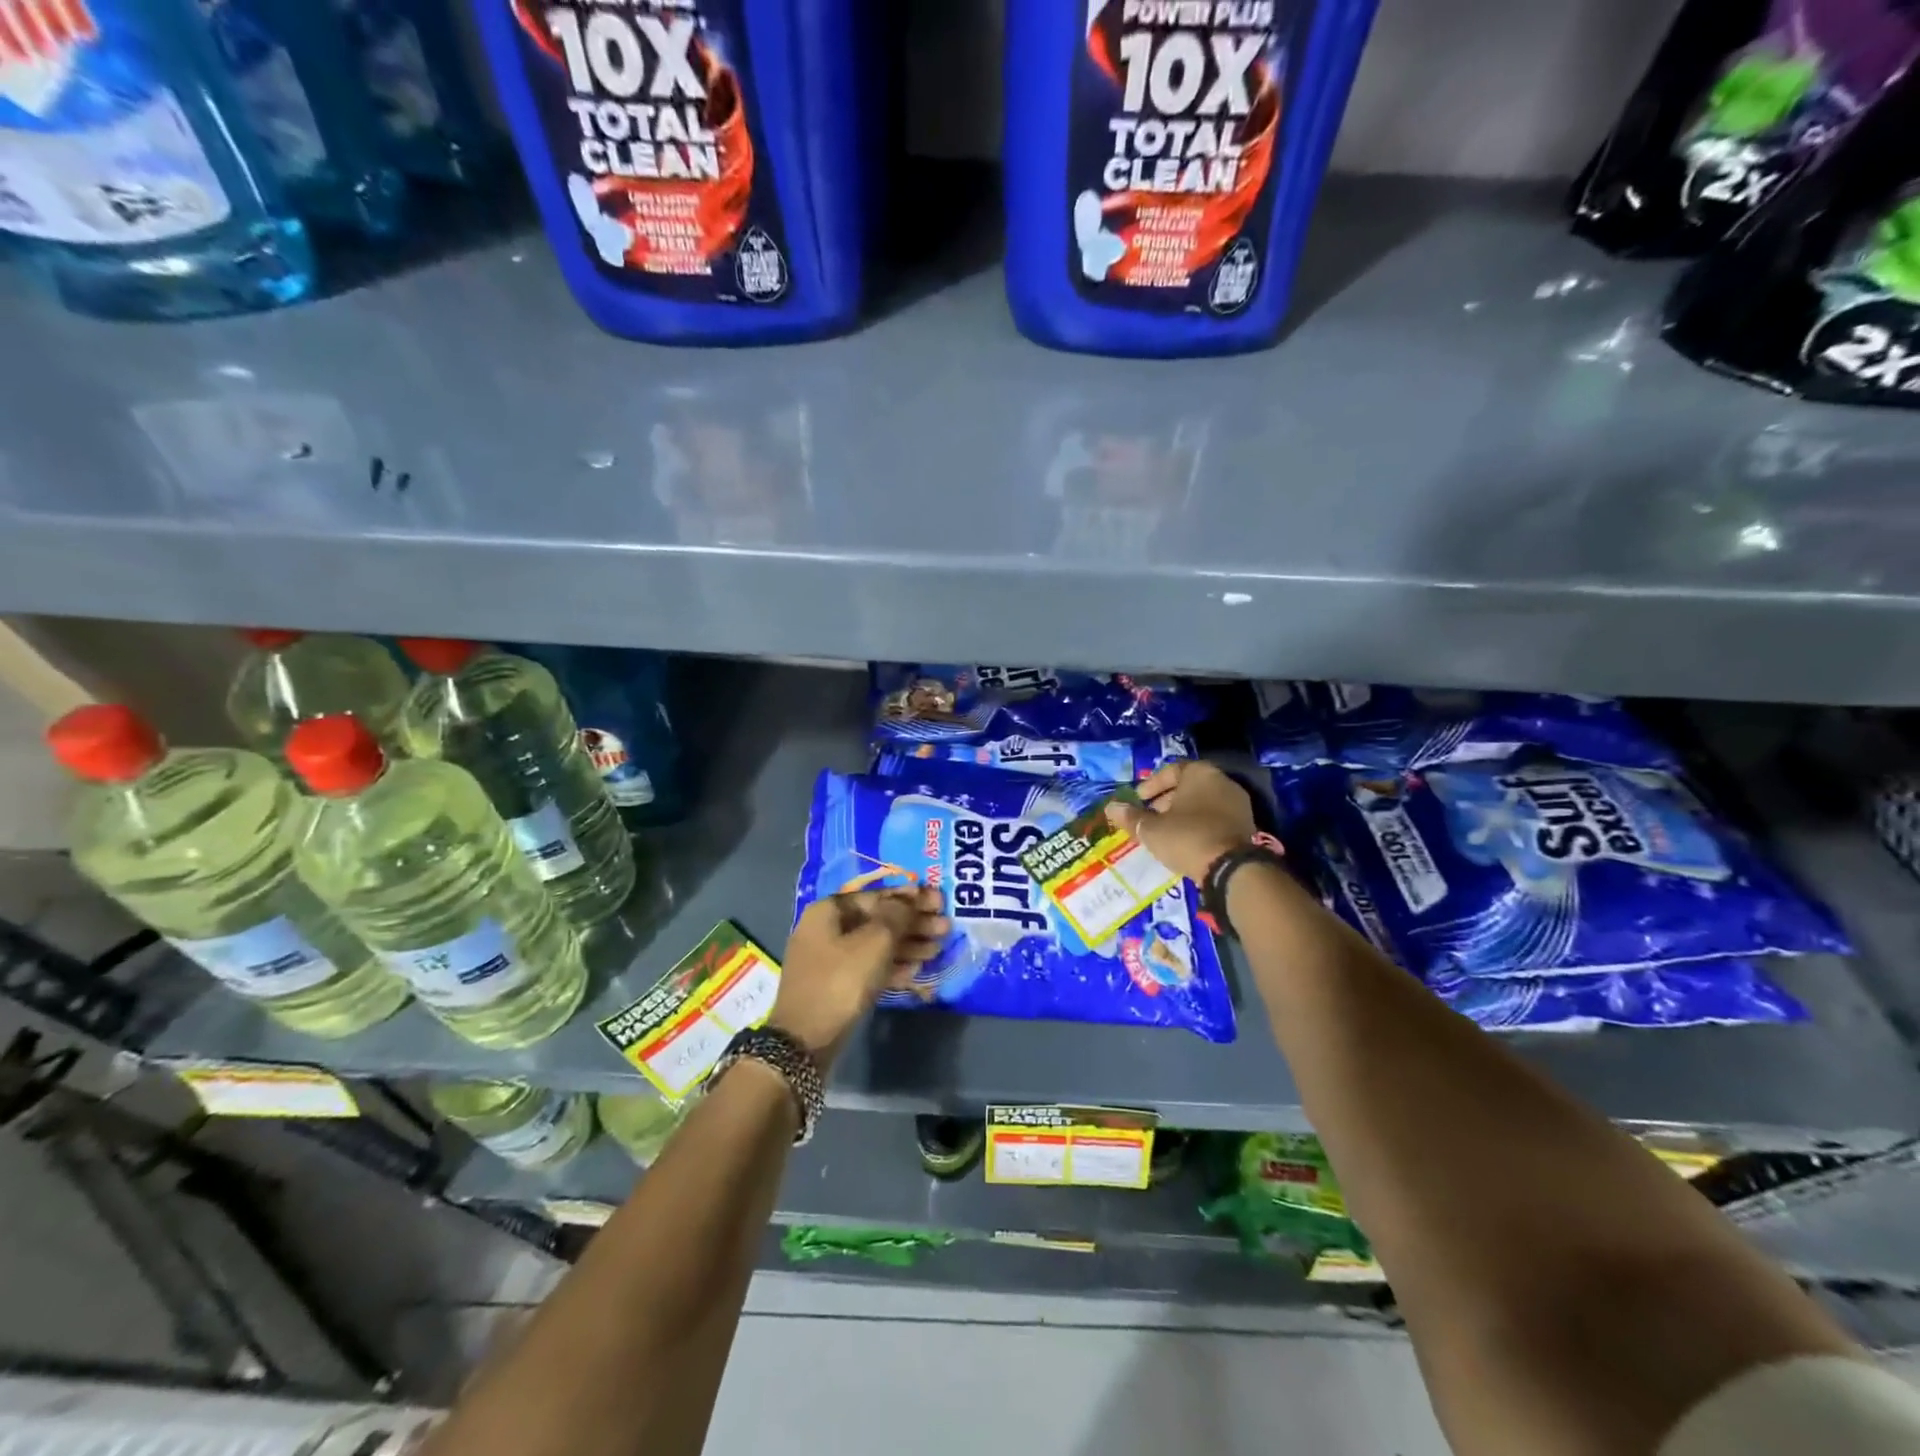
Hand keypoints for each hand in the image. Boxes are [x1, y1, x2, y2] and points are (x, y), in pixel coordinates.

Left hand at [772, 887, 948, 1064]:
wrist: (805, 1041)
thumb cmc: (841, 981)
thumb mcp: (874, 942)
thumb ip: (897, 915)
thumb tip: (909, 899)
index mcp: (830, 911)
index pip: (877, 895)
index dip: (911, 897)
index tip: (939, 901)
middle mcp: (827, 929)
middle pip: (878, 919)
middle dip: (913, 922)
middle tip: (945, 927)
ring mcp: (831, 959)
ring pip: (876, 944)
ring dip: (908, 945)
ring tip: (938, 949)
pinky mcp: (837, 985)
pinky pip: (870, 967)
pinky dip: (893, 965)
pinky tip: (917, 969)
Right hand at [1106, 760, 1256, 883]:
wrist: (1230, 868)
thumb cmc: (1186, 837)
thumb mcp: (1151, 829)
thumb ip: (1131, 816)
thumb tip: (1111, 807)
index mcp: (1200, 773)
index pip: (1172, 770)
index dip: (1152, 785)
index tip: (1138, 799)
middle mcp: (1222, 782)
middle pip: (1189, 785)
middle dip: (1166, 799)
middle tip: (1149, 815)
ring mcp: (1238, 803)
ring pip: (1203, 802)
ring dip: (1183, 813)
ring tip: (1165, 830)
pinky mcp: (1246, 825)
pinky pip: (1215, 817)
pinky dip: (1199, 824)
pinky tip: (1186, 841)